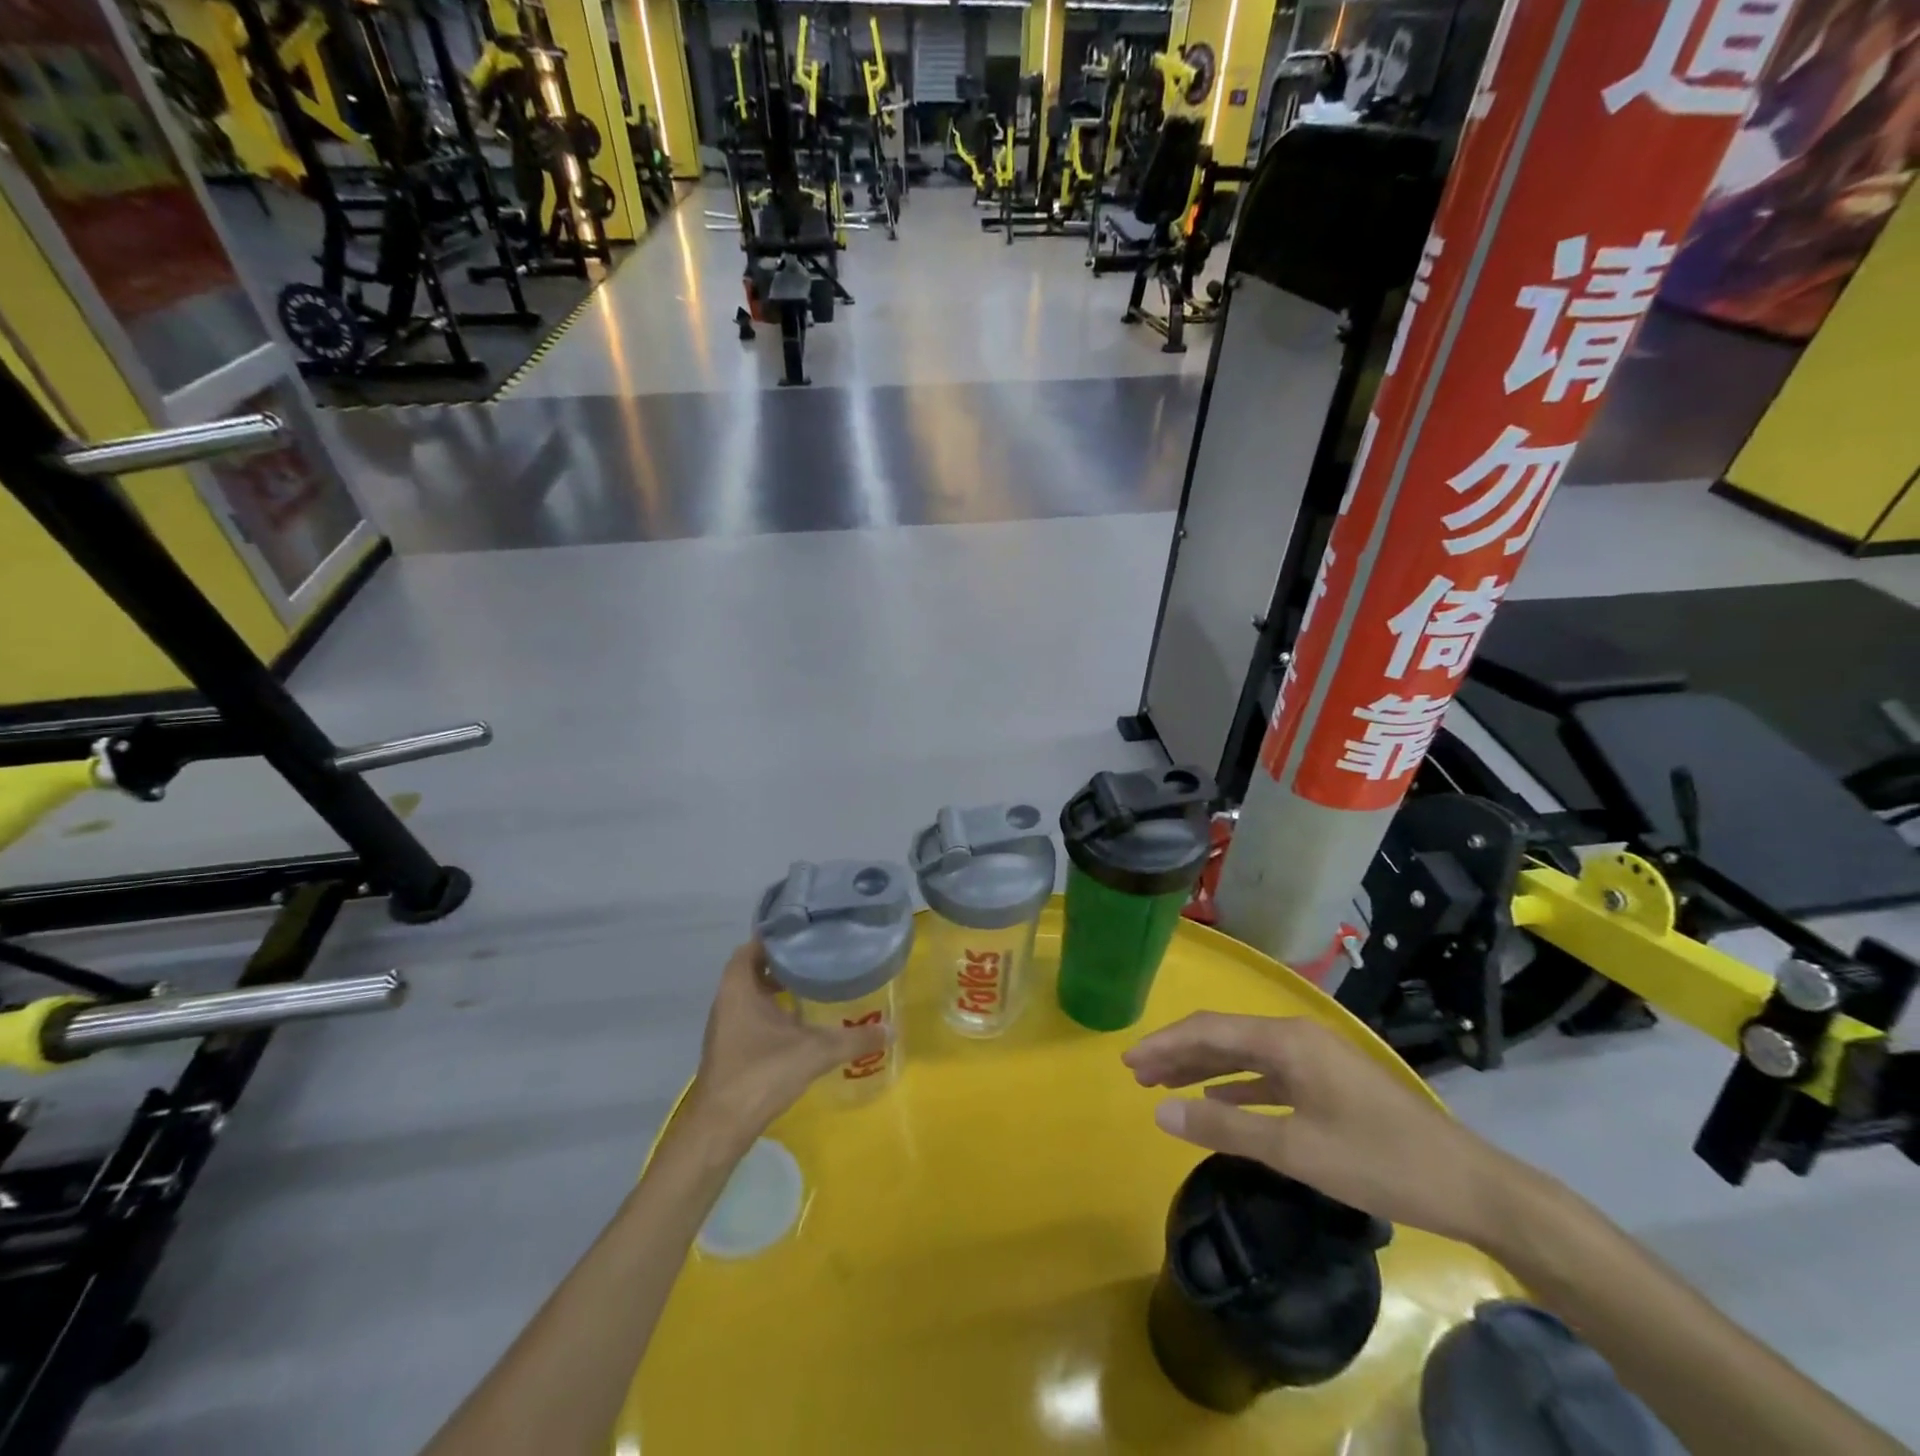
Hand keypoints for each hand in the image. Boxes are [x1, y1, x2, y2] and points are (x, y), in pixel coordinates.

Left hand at [684, 942, 886, 1144]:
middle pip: (755, 968)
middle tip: (819, 956)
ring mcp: (727, 1026)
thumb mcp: (815, 1052)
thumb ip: (853, 1039)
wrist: (720, 1129)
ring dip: (779, 988)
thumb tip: (891, 1030)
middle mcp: (727, 1000)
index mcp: (738, 987)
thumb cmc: (761, 1074)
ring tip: (816, 983)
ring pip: (753, 994)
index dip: (779, 936)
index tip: (808, 932)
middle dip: (785, 962)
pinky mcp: (731, 1049)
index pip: (754, 945)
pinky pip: (753, 1015)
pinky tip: (801, 1022)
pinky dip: (774, 1011)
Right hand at [1123, 1012, 1522, 1247]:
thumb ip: (1223, 1129)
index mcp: (1286, 1040)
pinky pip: (1269, 1074)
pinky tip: (1218, 1101)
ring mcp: (1316, 1058)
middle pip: (1223, 1037)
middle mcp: (1296, 1036)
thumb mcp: (1295, 1149)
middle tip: (1138, 1075)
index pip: (1208, 1031)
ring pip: (1244, 1055)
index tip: (1128, 1062)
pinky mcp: (1329, 1081)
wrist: (1471, 1186)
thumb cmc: (1378, 1161)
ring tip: (1166, 1086)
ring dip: (1203, 1069)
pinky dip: (1237, 1085)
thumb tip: (1159, 1112)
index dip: (1164, 1044)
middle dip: (1178, 1054)